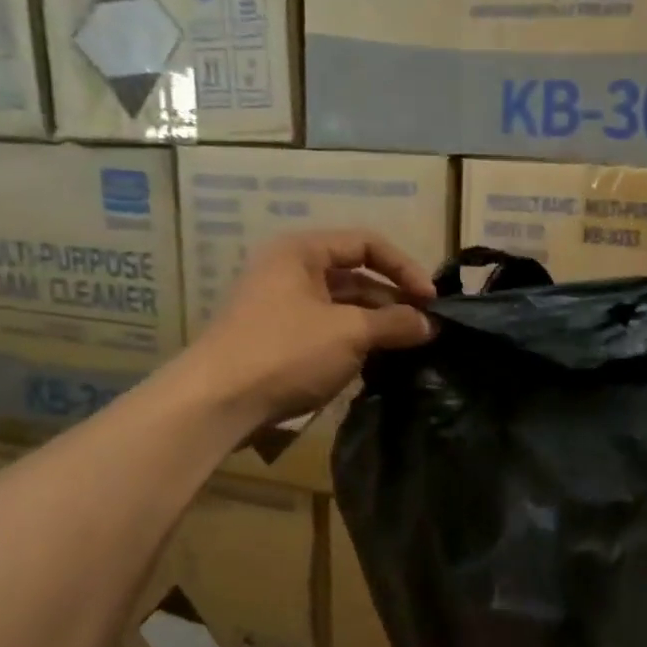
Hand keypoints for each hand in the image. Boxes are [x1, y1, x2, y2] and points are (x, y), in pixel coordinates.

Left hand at [184, 229, 435, 426]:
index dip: (404, 268)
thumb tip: (429, 324)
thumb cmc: (286, 352)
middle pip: (356, 275)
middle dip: (393, 300)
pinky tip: (377, 362)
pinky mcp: (280, 339)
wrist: (217, 402)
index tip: (430, 301)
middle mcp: (291, 271)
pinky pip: (329, 330)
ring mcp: (283, 306)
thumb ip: (395, 323)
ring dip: (377, 324)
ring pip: (344, 306)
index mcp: (302, 252)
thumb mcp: (349, 333)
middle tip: (424, 329)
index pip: (367, 243)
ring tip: (406, 348)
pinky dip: (356, 341)